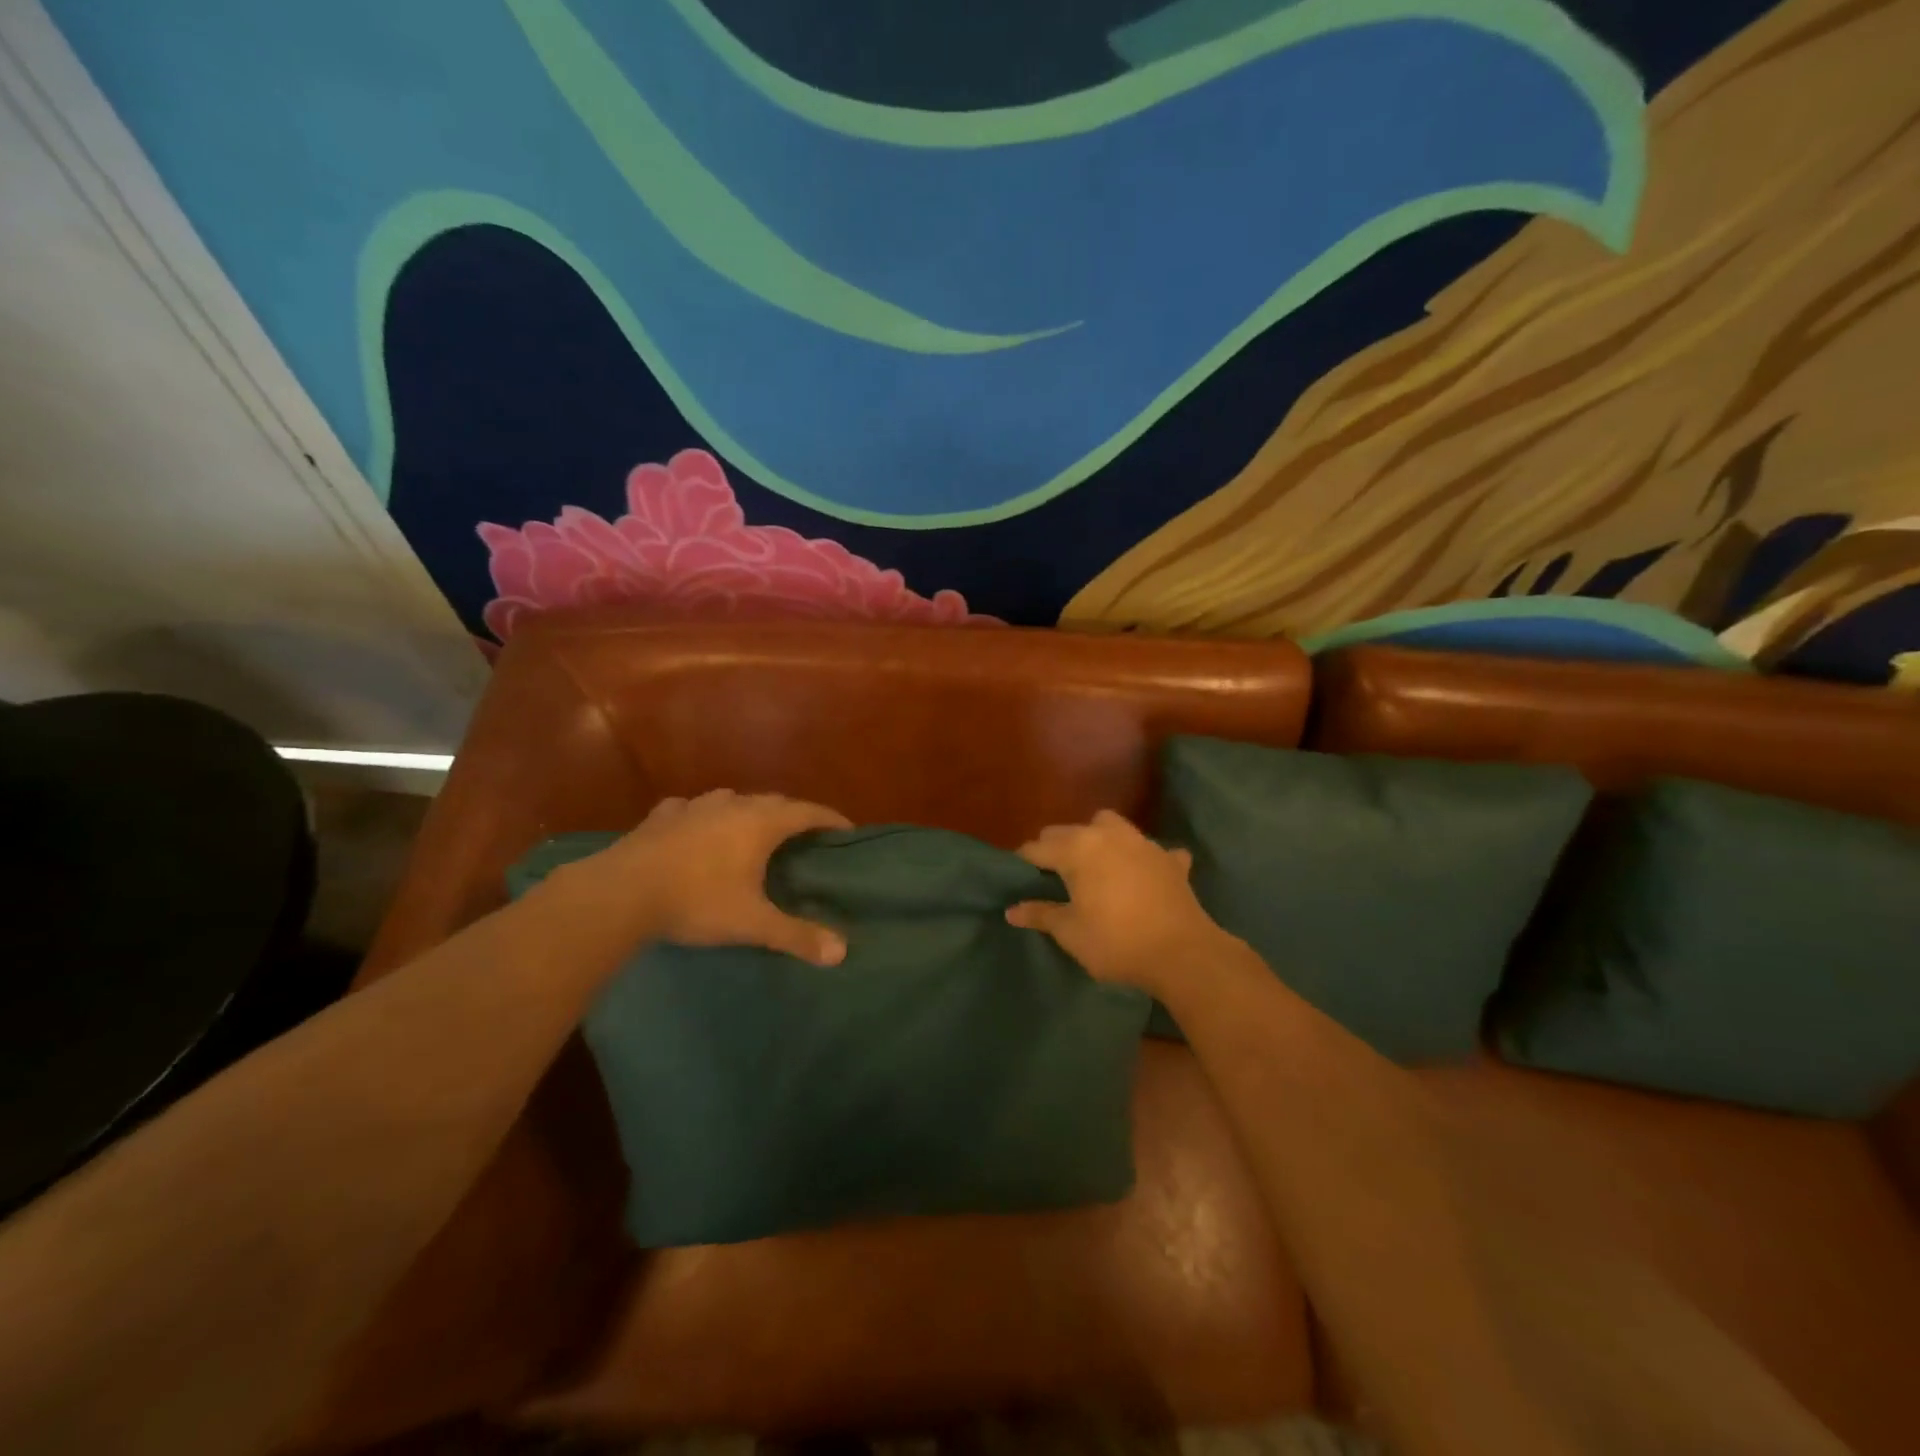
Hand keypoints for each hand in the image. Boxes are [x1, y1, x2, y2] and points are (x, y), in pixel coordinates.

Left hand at [592, 789, 852, 964]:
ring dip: (748, 810)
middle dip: (793, 815)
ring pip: (732, 799)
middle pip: (774, 801)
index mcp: (761, 824)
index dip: (830, 819)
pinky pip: (691, 808)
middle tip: (804, 836)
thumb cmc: (696, 902)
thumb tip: (841, 952)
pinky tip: (695, 828)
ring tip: (752, 830)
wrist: (620, 893)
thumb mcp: (752, 924)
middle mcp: (732, 805)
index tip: (847, 830)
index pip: (808, 812)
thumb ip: (796, 936)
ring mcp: (694, 807)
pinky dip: (703, 816)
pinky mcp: (661, 816)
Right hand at [1005, 809, 1229, 993]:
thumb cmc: (1116, 942)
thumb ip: (1040, 914)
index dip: (1024, 862)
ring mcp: (1142, 843)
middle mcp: (1107, 835)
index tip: (1017, 877)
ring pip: (1109, 825)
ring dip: (1096, 838)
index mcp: (1077, 849)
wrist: (1182, 953)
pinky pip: (1150, 849)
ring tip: (1093, 865)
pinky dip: (1141, 858)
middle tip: (1050, 876)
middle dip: (1055, 847)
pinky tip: (1142, 874)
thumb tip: (1011, 909)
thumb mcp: (1070, 932)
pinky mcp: (1169, 859)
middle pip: (1068, 831)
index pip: (1038, 847)